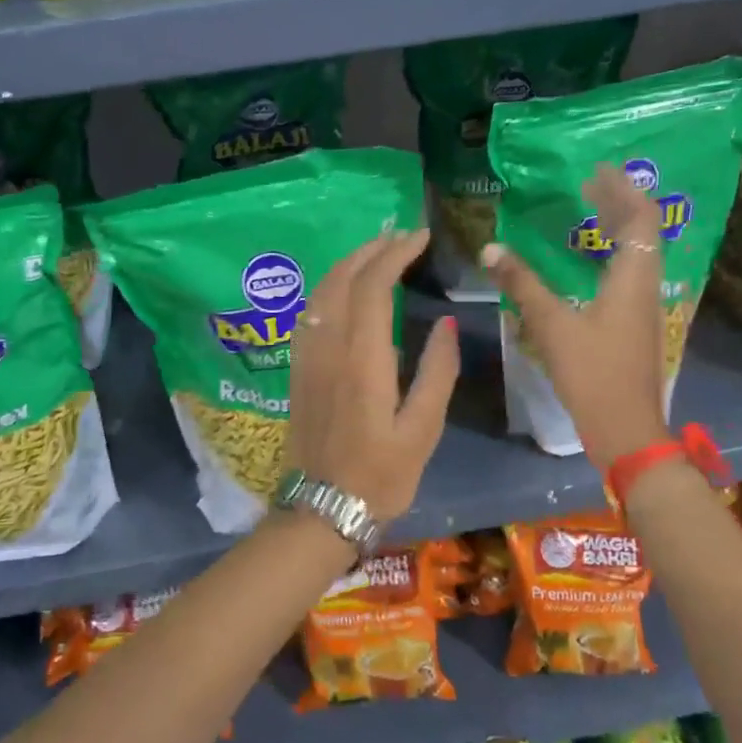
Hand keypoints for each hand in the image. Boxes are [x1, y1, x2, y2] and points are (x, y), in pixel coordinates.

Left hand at [284, 228, 460, 522]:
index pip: (373, 286)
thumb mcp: (422, 430)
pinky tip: (344, 289)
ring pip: (321, 292)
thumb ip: (436, 372)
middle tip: (399, 235)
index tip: (419, 237)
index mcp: (362, 360)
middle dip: (370, 249)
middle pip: (342, 279)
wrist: (321, 508)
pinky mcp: (297, 369)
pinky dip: (329, 288)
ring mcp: (307, 357)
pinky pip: (310, 313)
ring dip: (347, 264)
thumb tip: (444, 324)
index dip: (394, 254)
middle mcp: (329, 348)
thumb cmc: (380, 475)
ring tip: (375, 251)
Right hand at [483, 163, 670, 468]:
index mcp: (633, 278)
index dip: (622, 190)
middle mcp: (645, 286)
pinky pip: (628, 274)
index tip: (596, 171)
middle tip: (587, 186)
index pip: (641, 218)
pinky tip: (586, 264)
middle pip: (643, 232)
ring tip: (588, 214)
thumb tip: (491, 249)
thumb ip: (523, 284)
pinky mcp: (635, 325)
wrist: (625, 428)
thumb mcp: (552, 326)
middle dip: (619, 203)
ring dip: (617, 229)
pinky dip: (611, 255)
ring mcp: (643, 307)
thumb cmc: (592, 374)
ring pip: (638, 253)